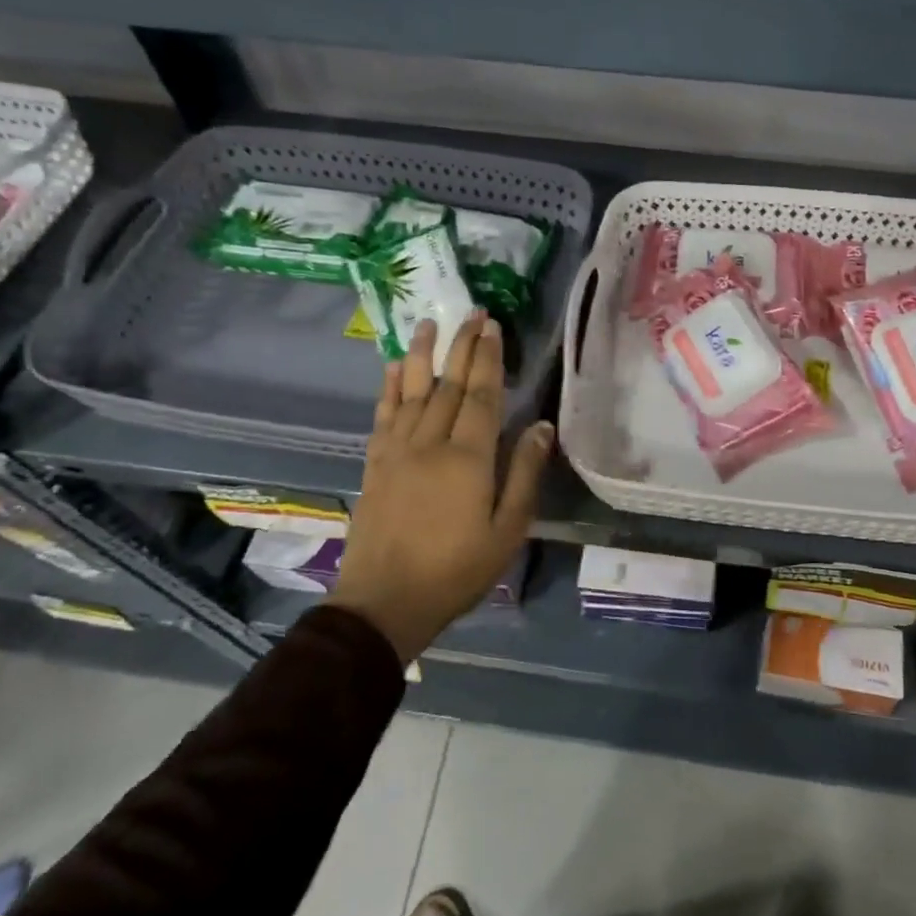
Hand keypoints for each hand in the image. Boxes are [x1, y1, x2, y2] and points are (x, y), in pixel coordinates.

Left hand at [328, 313, 553, 661]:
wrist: (384, 603)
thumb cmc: (456, 570)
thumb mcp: (506, 530)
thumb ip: (523, 474)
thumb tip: (540, 426)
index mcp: (467, 458)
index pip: (480, 395)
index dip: (488, 358)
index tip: (492, 326)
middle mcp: (430, 443)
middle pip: (447, 384)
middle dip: (461, 346)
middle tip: (471, 312)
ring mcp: (397, 452)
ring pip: (412, 391)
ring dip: (422, 354)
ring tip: (428, 323)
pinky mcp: (375, 465)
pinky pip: (383, 416)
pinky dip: (390, 388)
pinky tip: (394, 368)